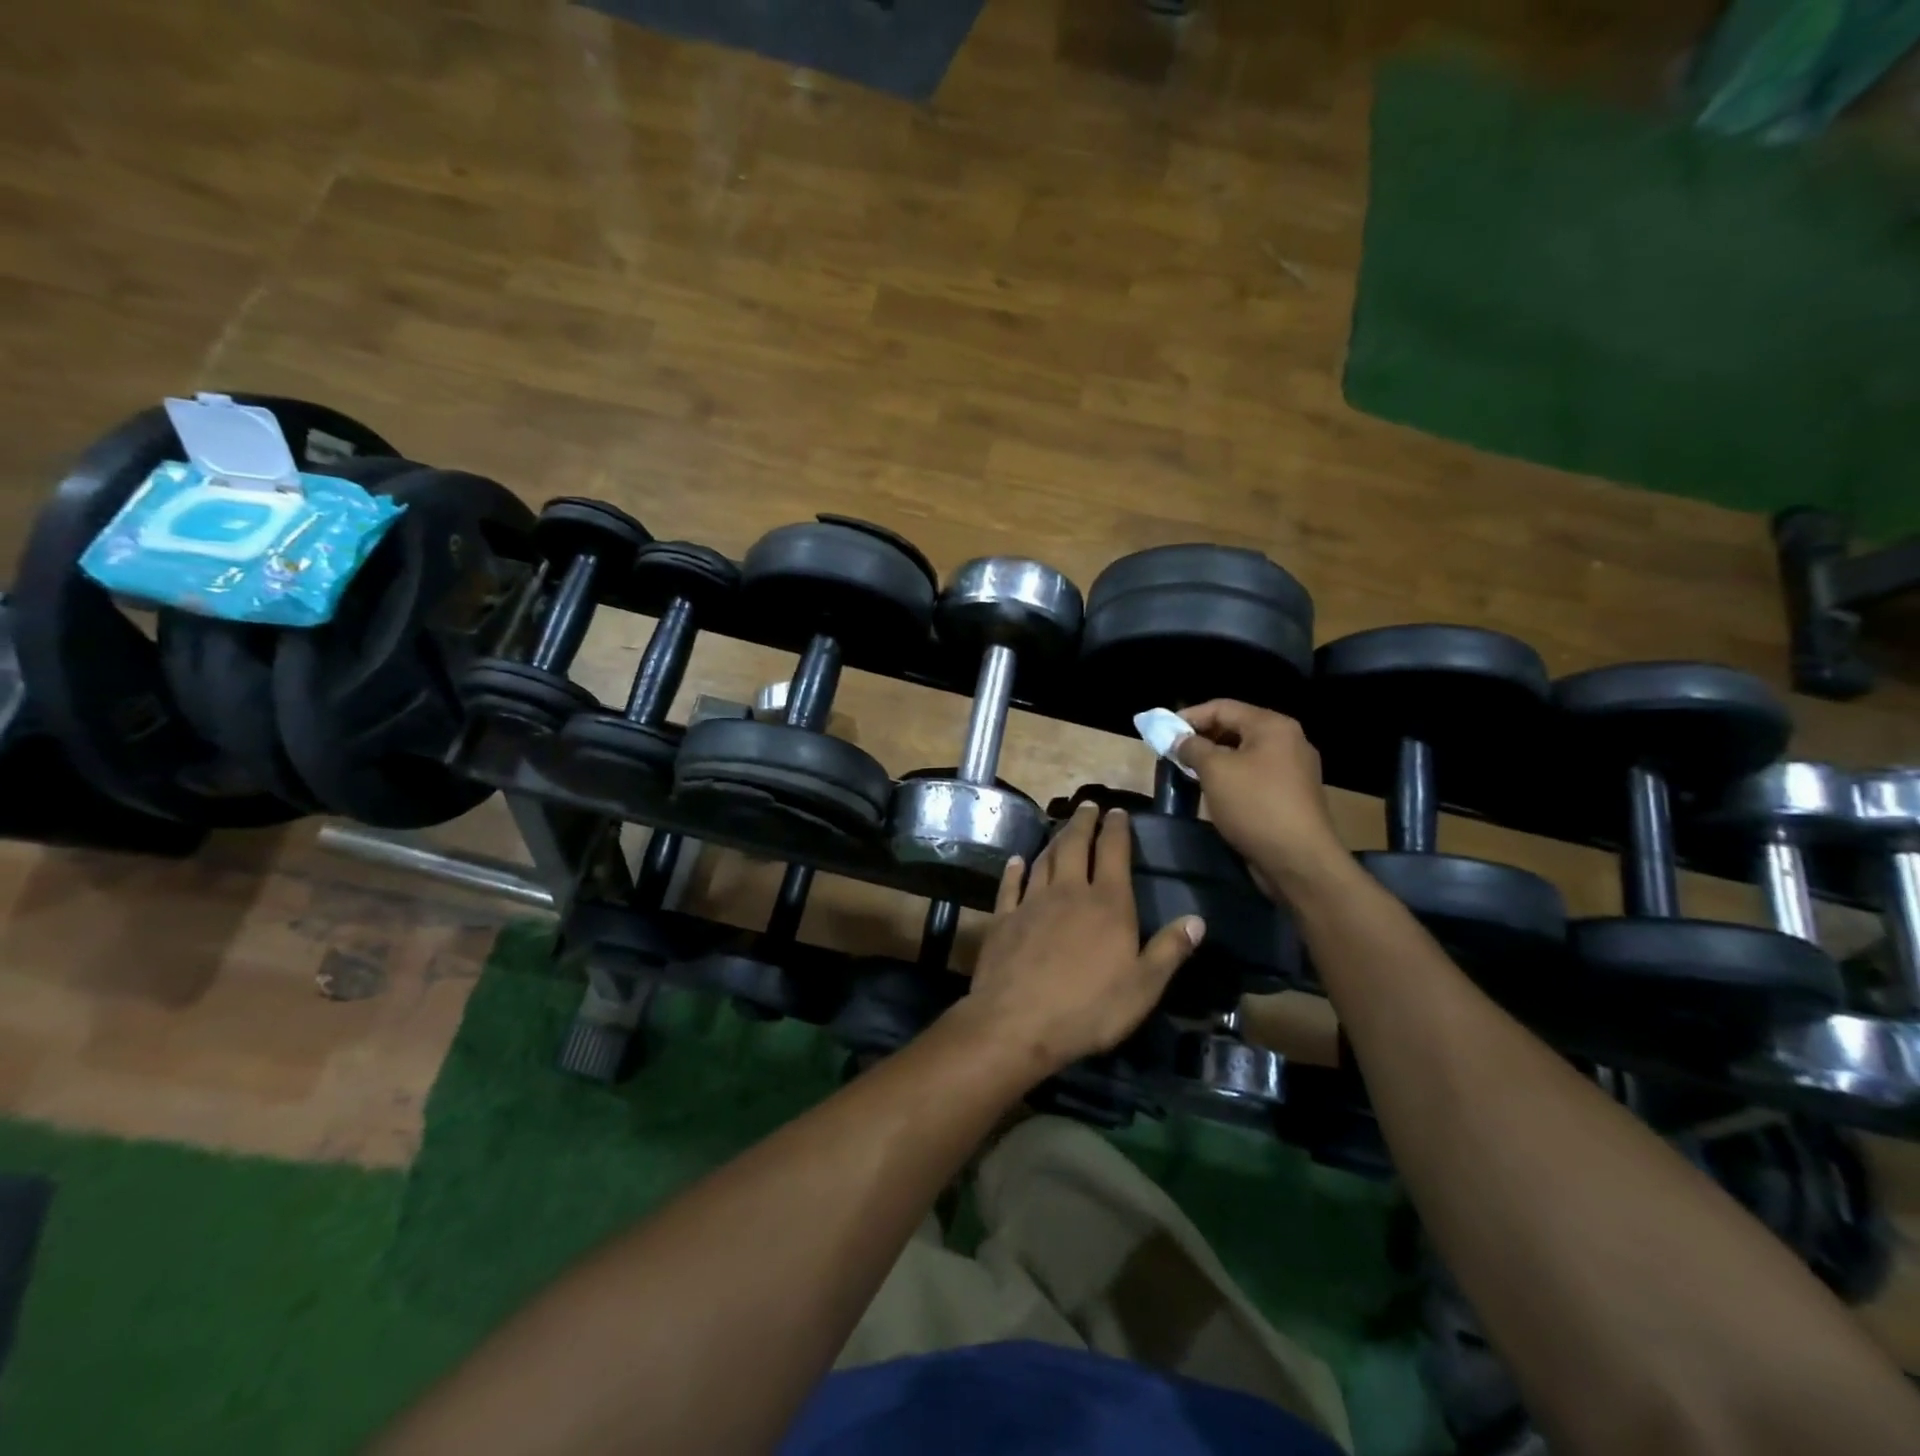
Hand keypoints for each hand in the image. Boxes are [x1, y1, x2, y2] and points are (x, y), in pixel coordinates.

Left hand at [955, 802, 1203, 1075]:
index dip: (1117, 829)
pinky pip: (1009, 886)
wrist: (1018, 1023)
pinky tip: (1017, 861)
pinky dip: (1014, 870)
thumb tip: (1197, 919)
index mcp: (1107, 904)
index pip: (1113, 853)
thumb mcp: (1143, 987)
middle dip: (1083, 823)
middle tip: (1088, 806)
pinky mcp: (1003, 919)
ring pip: (1043, 860)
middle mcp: (1068, 892)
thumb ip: (1169, 950)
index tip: (1118, 811)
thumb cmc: (1089, 1008)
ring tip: (1060, 829)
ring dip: (1053, 841)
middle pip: (1074, 846)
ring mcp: (1031, 903)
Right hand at [1173, 700, 1347, 892]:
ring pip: (1244, 753)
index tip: (1163, 731)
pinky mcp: (1291, 794)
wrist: (1299, 859)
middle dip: (1201, 738)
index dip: (1189, 716)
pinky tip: (1214, 791)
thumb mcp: (1215, 771)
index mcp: (1272, 726)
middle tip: (1173, 752)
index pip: (1223, 707)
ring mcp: (1293, 768)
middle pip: (1235, 727)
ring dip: (1214, 759)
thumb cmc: (1255, 805)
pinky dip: (1232, 776)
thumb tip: (1178, 739)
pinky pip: (1254, 774)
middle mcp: (1288, 740)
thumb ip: (1192, 748)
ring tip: (1188, 772)